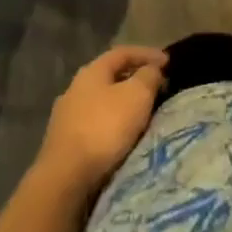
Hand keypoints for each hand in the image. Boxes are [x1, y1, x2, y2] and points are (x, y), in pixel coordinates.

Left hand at [37, 46, 166, 193]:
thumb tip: (151, 70)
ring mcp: (65, 117)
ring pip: (101, 103)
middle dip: (134, 80)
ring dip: (122, 104)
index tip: (168, 62)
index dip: (147, 54)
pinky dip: (111, 125)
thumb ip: (148, 76)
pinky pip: (94, 125)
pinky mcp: (62, 144)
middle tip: (156, 88)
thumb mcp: (137, 95)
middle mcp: (74, 89)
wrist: (65, 178)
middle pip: (110, 77)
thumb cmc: (104, 127)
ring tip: (140, 114)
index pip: (123, 52)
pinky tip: (120, 136)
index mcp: (91, 71)